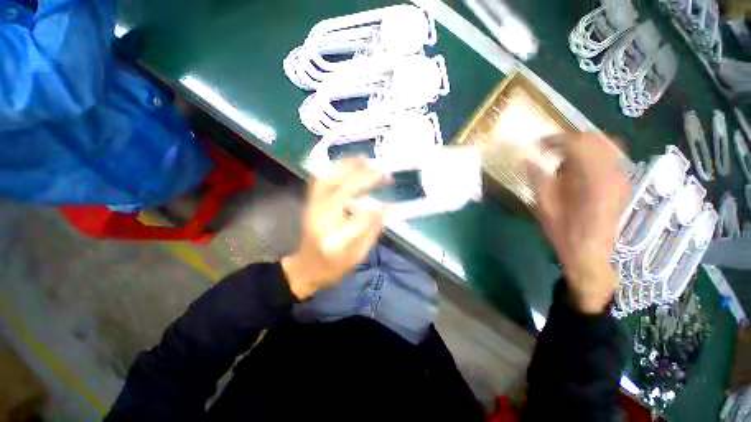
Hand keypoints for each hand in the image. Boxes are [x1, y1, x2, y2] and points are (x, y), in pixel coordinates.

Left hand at [282, 159, 387, 299]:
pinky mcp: (311, 202)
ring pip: (328, 179)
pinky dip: (334, 170)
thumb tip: (385, 208)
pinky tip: (346, 165)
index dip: (374, 206)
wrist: (305, 266)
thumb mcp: (356, 255)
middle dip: (362, 176)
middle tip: (380, 170)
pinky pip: (321, 180)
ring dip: (346, 167)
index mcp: (334, 237)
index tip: (387, 195)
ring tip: (363, 160)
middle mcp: (321, 217)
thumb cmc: (333, 265)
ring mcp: (313, 206)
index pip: (357, 216)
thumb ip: (371, 232)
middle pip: (340, 189)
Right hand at [528, 133, 627, 313]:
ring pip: (604, 146)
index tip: (537, 146)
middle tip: (547, 151)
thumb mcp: (544, 208)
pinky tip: (575, 172)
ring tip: (560, 161)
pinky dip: (590, 157)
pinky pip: (608, 158)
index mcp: (592, 180)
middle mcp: (612, 174)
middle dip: (568, 140)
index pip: (578, 143)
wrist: (591, 256)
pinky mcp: (621, 185)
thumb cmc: (565, 234)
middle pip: (595, 139)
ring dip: (580, 148)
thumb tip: (527, 160)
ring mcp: (620, 179)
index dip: (554, 140)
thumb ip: (538, 180)